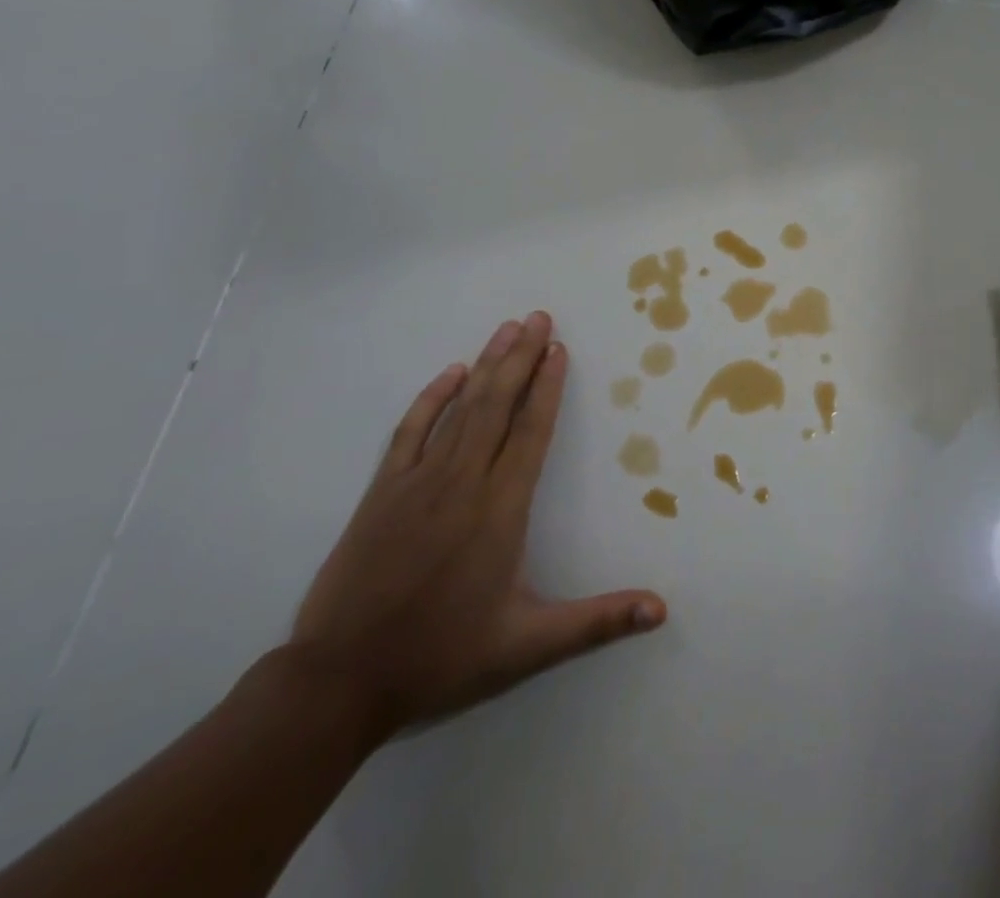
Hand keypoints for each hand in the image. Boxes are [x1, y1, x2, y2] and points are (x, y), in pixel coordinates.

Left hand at [288, 314, 665, 736]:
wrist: (338, 681)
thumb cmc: (441, 656)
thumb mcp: (527, 645)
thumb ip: (597, 622)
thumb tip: (661, 610)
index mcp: (500, 510)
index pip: (531, 432)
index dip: (548, 387)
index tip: (559, 349)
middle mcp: (462, 483)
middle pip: (498, 405)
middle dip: (521, 357)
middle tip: (539, 317)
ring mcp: (417, 483)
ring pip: (461, 409)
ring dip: (486, 365)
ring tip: (507, 329)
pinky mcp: (381, 492)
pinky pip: (411, 431)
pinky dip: (431, 398)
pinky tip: (449, 373)